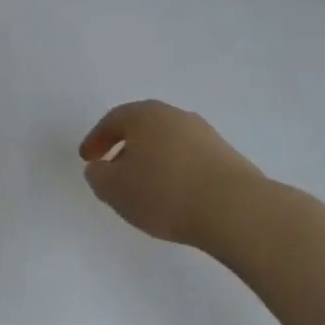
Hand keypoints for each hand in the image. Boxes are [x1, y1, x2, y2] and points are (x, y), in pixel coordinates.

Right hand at [78, 100, 273, 251]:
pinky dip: (176, 172)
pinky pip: (190, 160)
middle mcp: (175, 116)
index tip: (87, 159)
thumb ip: (98, 176)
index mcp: (144, 115)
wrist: (236, 209)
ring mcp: (205, 135)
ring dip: (153, 161)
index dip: (96, 140)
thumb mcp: (115, 189)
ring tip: (146, 189)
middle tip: (114, 171)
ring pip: (168, 144)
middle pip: (142, 128)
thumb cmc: (164, 192)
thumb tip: (99, 168)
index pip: (112, 121)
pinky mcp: (228, 157)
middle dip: (125, 148)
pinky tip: (175, 196)